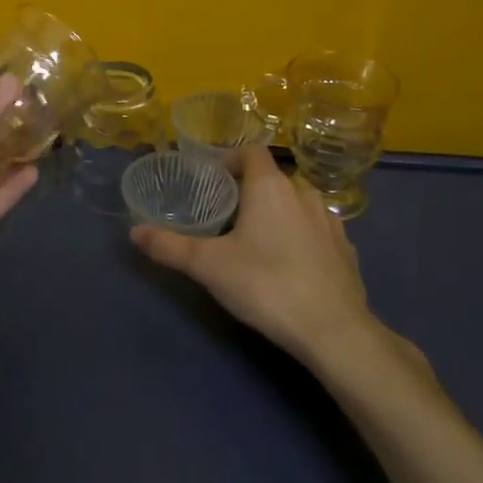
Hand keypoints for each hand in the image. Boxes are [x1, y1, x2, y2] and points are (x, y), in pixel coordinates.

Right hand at [131, 145, 383, 369]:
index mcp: (270, 186)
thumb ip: (170, 246)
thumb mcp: (208, 266)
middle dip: (253, 189)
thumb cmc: (266, 284)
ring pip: (301, 202)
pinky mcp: (348, 251)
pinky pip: (320, 230)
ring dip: (281, 210)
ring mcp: (331, 222)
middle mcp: (303, 193)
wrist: (335, 331)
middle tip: (230, 214)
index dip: (231, 159)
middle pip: (275, 177)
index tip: (214, 181)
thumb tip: (134, 232)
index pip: (251, 151)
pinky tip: (293, 262)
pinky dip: (305, 235)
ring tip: (261, 237)